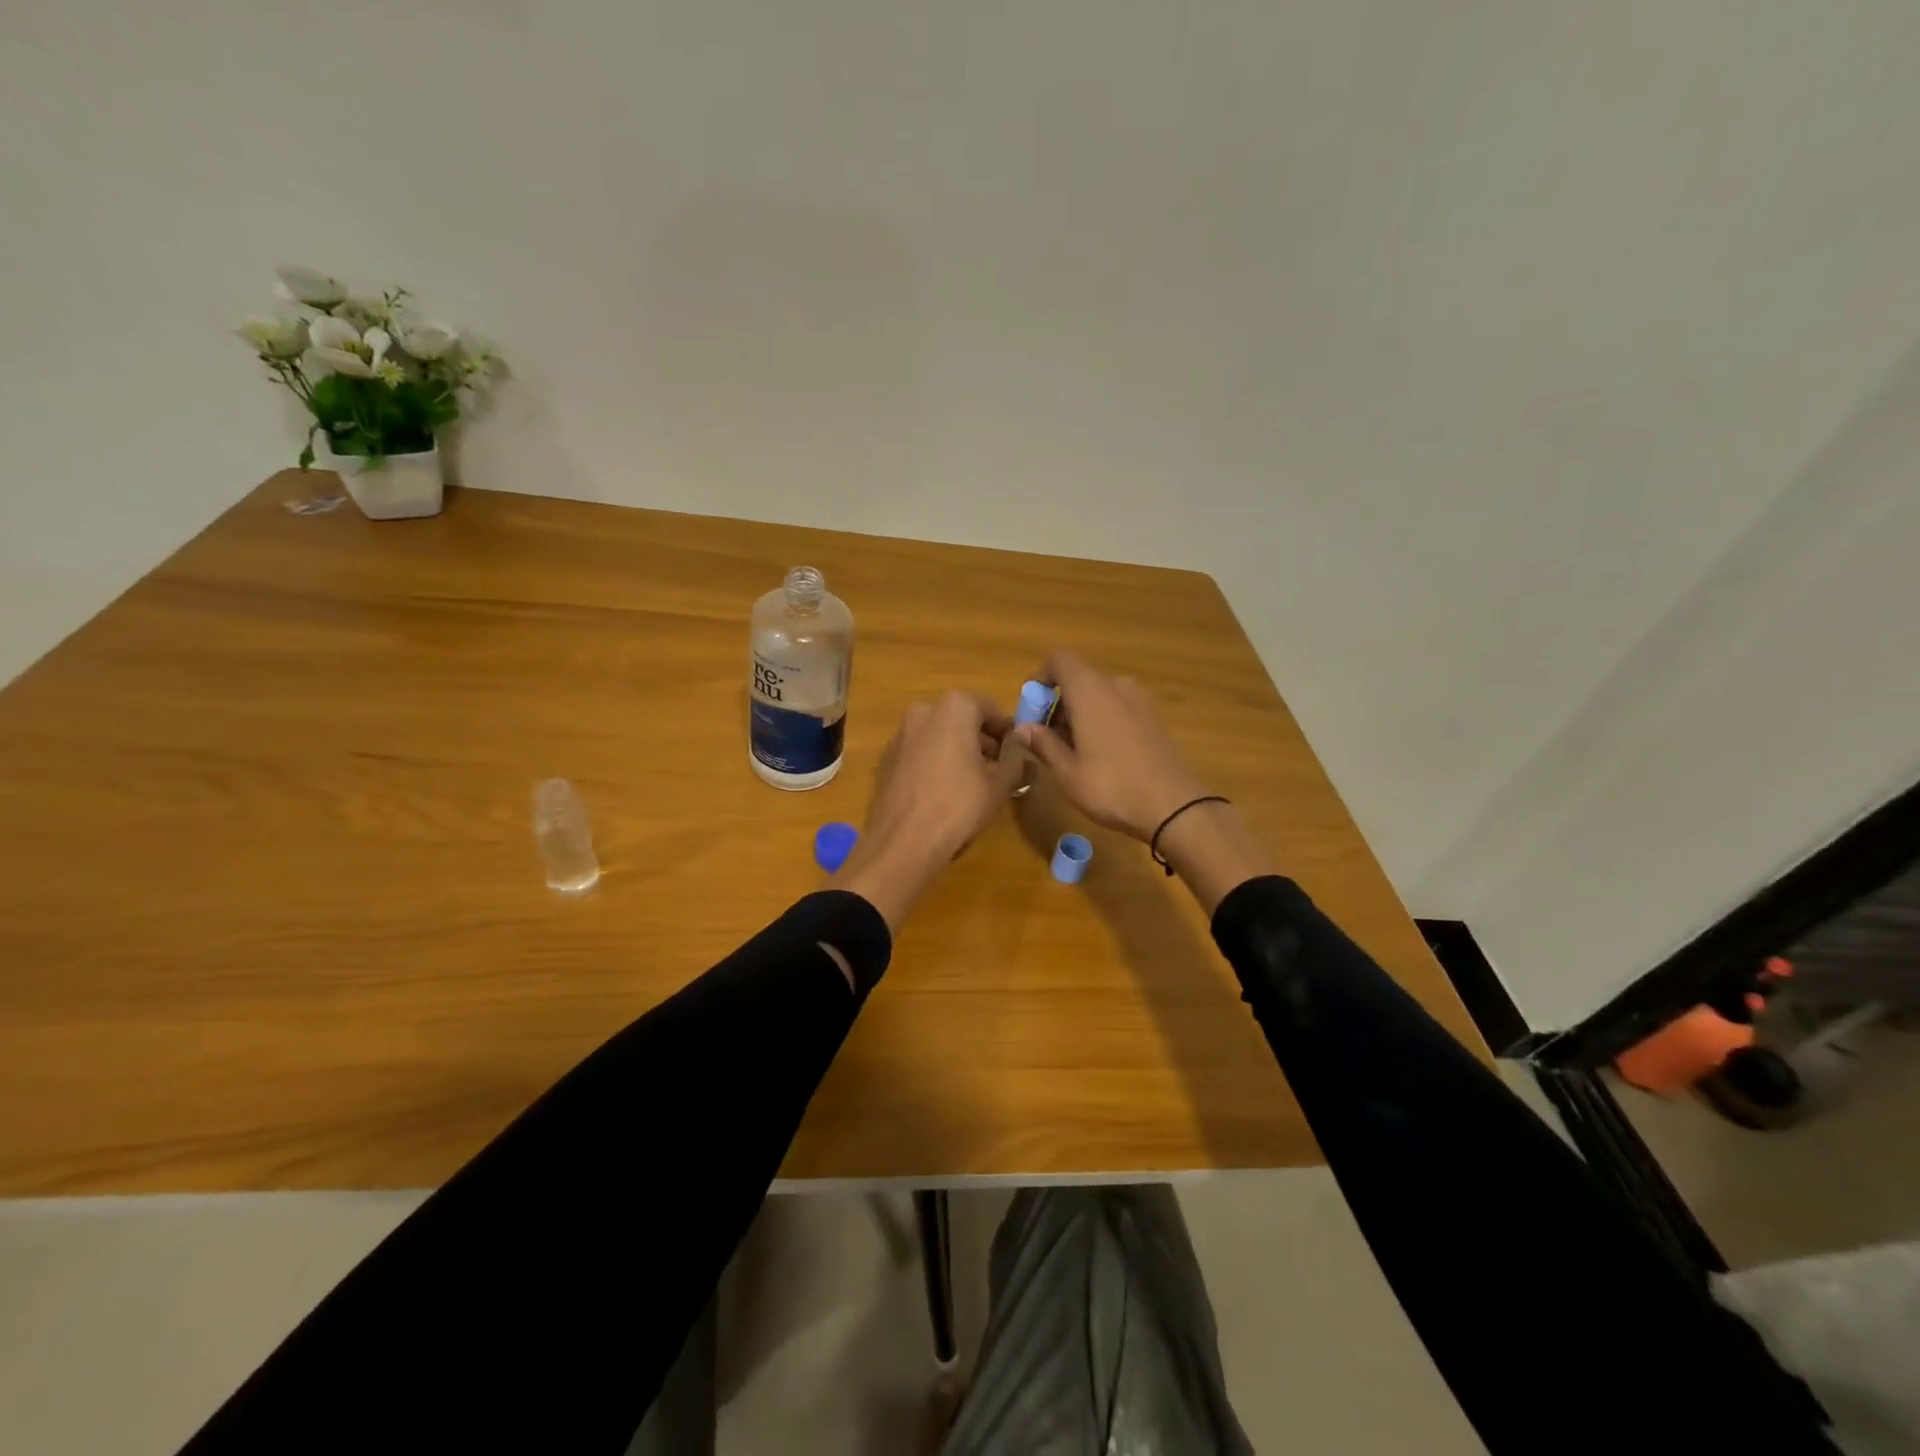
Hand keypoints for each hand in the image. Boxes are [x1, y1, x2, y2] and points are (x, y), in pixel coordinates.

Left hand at [837, 692, 1022, 930]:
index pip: (989, 708)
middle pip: (961, 719)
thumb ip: (1015, 754)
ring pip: (939, 735)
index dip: (1005, 730)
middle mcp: (923, 711)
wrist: (903, 840)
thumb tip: (1022, 737)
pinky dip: (935, 762)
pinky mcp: (887, 758)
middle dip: (981, 740)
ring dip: (958, 750)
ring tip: (972, 783)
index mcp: (954, 707)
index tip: (1015, 752)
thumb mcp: (1000, 782)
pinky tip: (943, 791)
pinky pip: (920, 752)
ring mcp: (900, 734)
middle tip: (997, 768)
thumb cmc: (959, 805)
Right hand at [1010, 650, 1209, 840]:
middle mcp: (1116, 685)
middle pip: (1077, 678)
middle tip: (1047, 741)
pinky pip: (1117, 706)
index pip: (1059, 658)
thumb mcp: (1067, 772)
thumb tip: (1021, 728)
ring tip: (1073, 753)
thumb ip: (1042, 743)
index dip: (1040, 677)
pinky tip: (1101, 756)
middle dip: (1056, 704)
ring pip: (1098, 694)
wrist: (1174, 806)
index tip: (1032, 710)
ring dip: (1078, 714)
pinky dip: (1101, 720)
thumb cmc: (1111, 786)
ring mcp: (1139, 700)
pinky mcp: (1153, 717)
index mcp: (1090, 690)